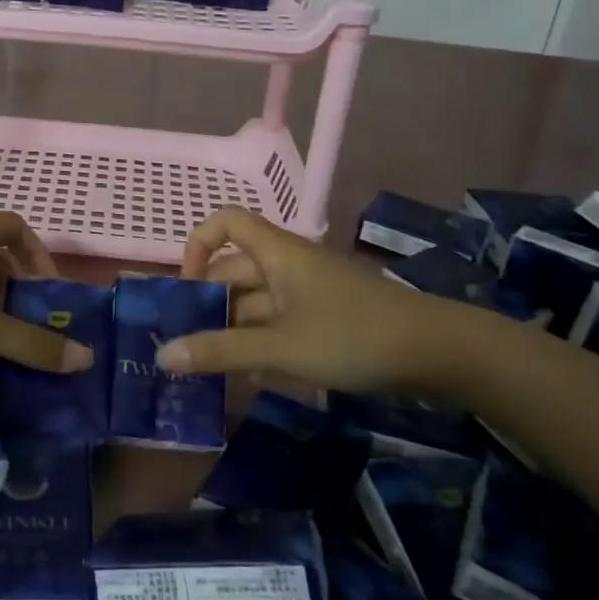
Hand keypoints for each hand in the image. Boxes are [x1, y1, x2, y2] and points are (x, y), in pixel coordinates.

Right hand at [161, 207, 482, 396]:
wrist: (436, 351)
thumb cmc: (352, 335)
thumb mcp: (281, 347)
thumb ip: (222, 351)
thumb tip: (162, 355)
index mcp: (276, 253)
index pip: (225, 222)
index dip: (198, 246)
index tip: (186, 290)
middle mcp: (287, 265)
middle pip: (235, 270)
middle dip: (209, 304)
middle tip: (187, 345)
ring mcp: (308, 292)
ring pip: (256, 302)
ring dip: (233, 330)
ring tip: (213, 370)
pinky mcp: (325, 317)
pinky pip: (279, 322)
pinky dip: (261, 343)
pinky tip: (253, 377)